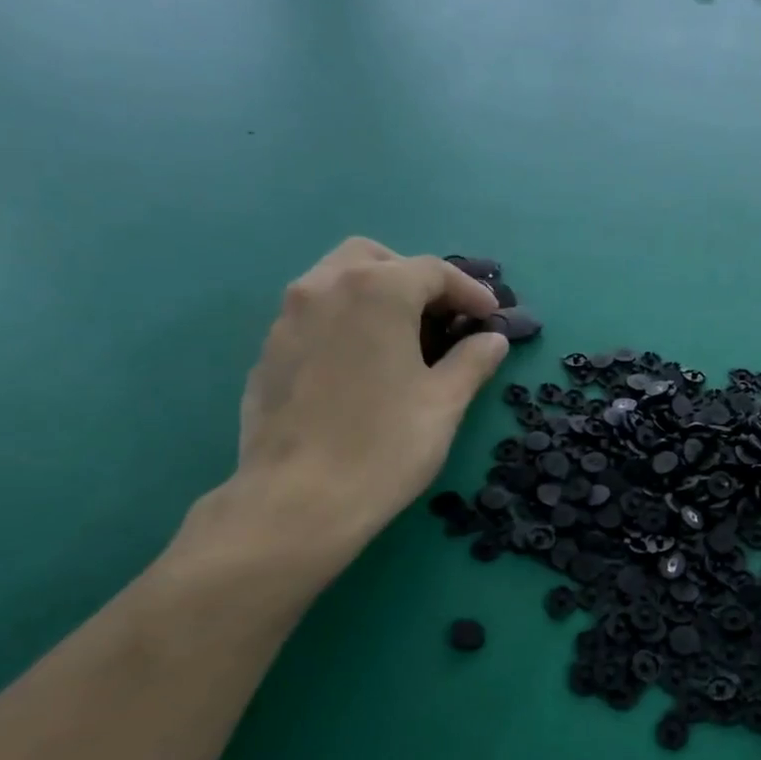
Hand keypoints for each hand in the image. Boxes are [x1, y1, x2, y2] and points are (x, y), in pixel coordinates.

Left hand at [223, 239, 507, 571]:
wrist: (298, 501)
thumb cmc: (385, 445)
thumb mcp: (445, 402)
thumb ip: (472, 361)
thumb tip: (492, 340)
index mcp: (376, 291)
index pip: (431, 271)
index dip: (470, 291)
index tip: (491, 318)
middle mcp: (325, 288)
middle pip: (375, 259)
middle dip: (415, 278)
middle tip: (443, 316)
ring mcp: (287, 318)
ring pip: (336, 280)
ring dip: (376, 294)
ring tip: (404, 336)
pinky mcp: (268, 351)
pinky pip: (314, 315)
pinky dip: (346, 320)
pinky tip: (363, 364)